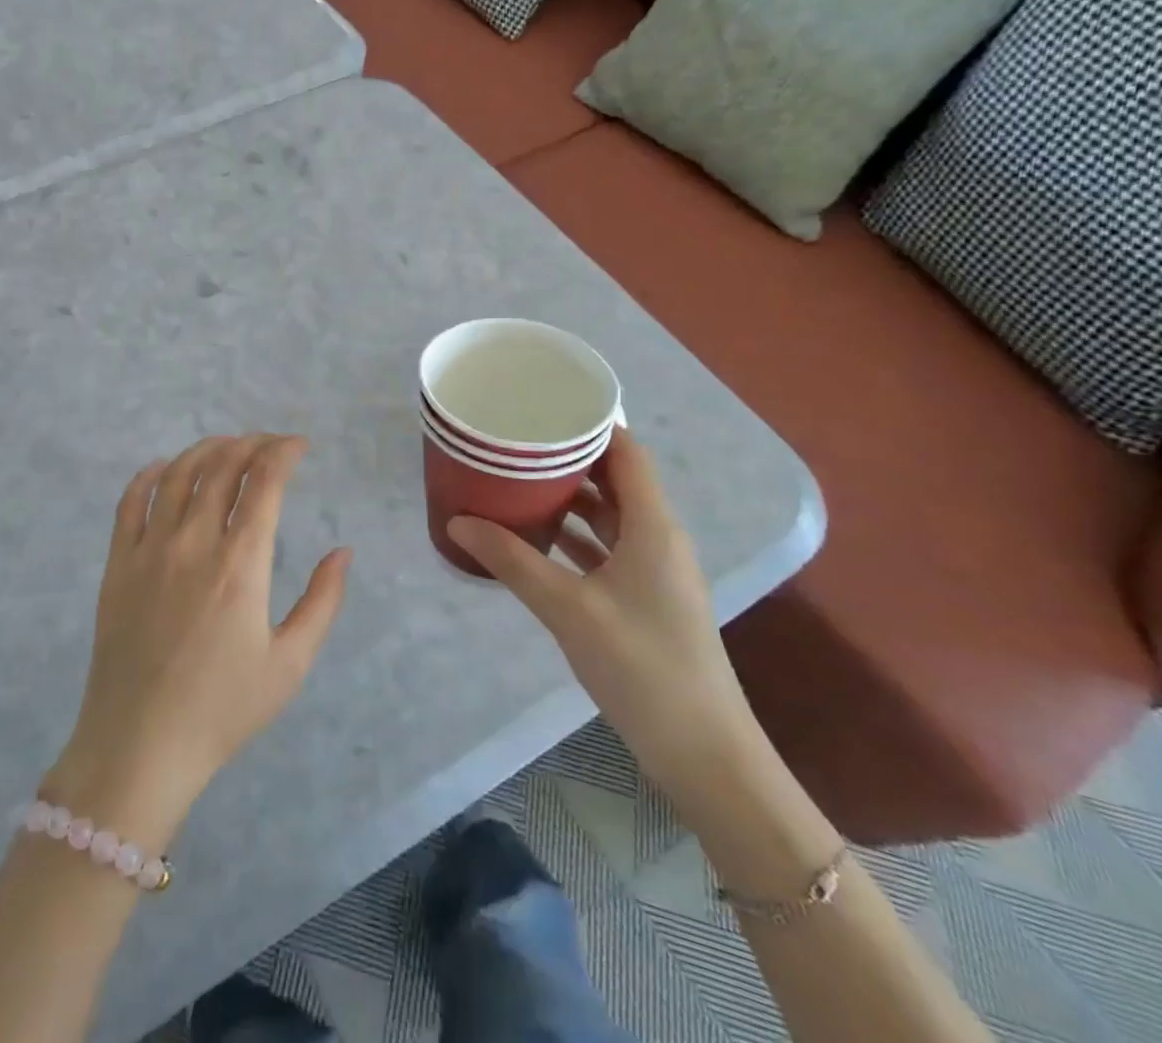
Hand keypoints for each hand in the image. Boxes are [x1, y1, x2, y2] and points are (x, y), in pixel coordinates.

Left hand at [48, 435, 350, 844]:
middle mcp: (193, 542)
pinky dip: (150, 474)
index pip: (264, 483)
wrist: (139, 745)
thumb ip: (322, 602)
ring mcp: (149, 549)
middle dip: (252, 444)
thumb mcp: (290, 664)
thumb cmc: (222, 709)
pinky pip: (130, 501)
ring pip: (177, 474)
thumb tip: (343, 552)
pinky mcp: (118, 563)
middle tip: (271, 445)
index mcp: (240, 564)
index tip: (300, 446)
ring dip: (206, 450)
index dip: (284, 453)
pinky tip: (164, 468)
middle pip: (222, 467)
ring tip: (227, 446)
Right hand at [446, 430, 759, 803]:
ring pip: (612, 516)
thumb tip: (457, 521)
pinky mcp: (647, 599)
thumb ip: (512, 561)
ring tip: (520, 481)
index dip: (590, 425)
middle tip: (518, 443)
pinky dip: (577, 536)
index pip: (627, 453)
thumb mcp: (568, 609)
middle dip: (570, 458)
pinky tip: (539, 538)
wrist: (704, 753)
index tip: (544, 409)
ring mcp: (656, 572)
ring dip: (572, 498)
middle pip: (617, 480)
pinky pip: (609, 549)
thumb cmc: (642, 667)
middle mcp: (659, 539)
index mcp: (653, 527)